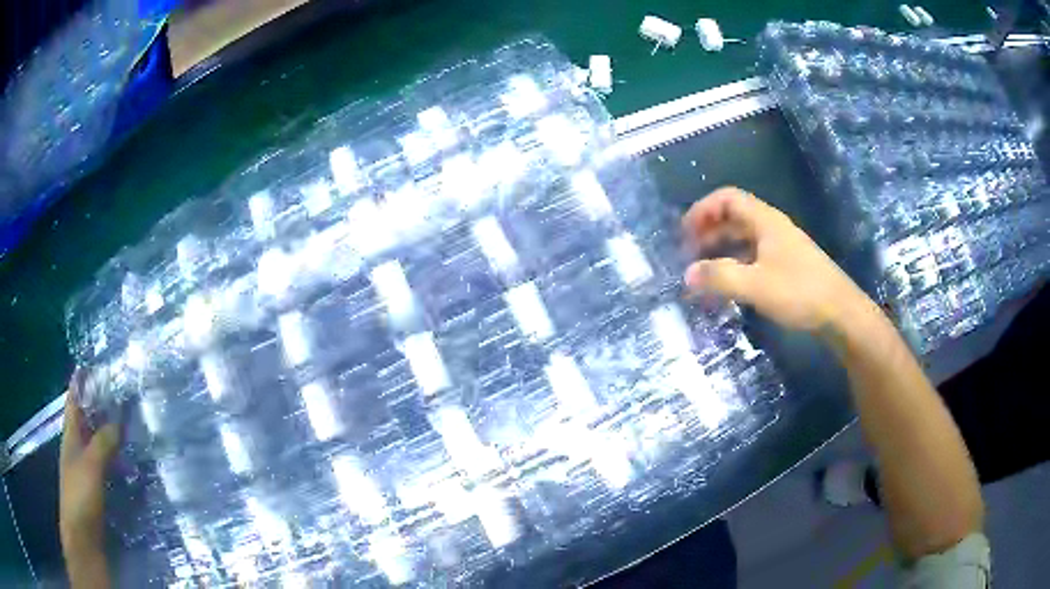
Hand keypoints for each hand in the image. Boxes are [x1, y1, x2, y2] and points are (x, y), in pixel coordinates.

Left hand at [60, 370, 117, 561]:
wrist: (84, 540)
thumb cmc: (80, 497)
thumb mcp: (90, 467)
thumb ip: (103, 443)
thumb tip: (118, 422)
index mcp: (71, 437)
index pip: (74, 401)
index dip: (81, 382)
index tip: (94, 364)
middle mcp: (78, 449)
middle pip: (88, 421)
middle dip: (101, 407)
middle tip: (122, 394)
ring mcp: (88, 472)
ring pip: (99, 445)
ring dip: (112, 435)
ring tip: (132, 425)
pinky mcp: (98, 491)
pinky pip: (108, 467)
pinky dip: (117, 460)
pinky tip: (132, 463)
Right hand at [682, 187, 874, 333]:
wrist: (840, 313)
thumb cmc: (800, 292)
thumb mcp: (756, 285)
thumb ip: (720, 278)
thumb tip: (687, 274)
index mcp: (765, 221)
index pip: (728, 199)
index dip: (703, 209)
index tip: (684, 232)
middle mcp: (772, 228)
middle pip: (734, 217)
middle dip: (708, 231)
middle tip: (688, 253)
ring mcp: (781, 247)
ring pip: (744, 239)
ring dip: (721, 249)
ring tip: (703, 271)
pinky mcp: (787, 266)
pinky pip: (754, 257)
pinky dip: (736, 265)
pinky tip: (729, 285)